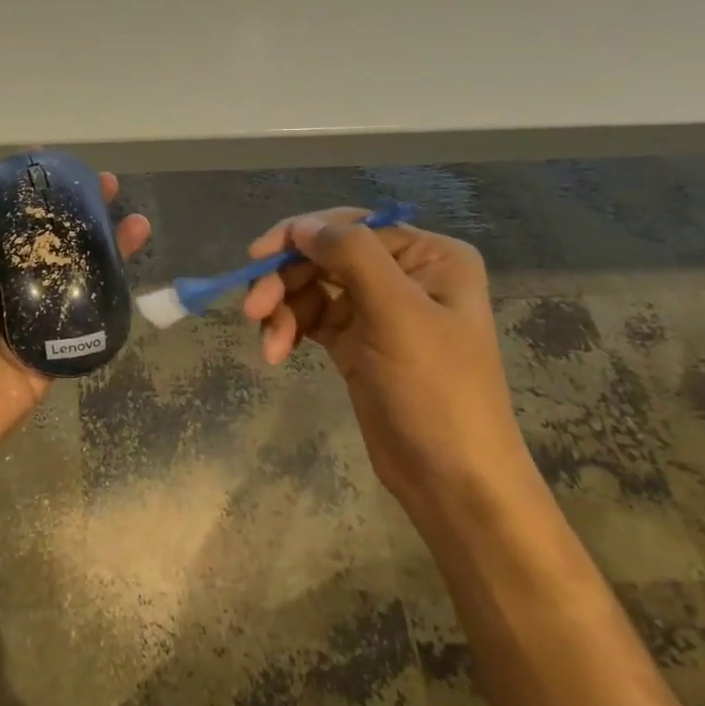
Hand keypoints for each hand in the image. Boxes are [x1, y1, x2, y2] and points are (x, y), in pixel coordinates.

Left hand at [0, 175, 149, 504]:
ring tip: (136, 225)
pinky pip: (79, 331)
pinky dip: (105, 307)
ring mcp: (27, 327)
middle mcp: (2, 293)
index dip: (27, 194)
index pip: (5, 223)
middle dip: (76, 217)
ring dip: (102, 254)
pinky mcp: (45, 361)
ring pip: (71, 283)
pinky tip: (130, 279)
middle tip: (107, 188)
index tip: (53, 162)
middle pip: (46, 248)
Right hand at [241, 210, 532, 512]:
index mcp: (429, 256)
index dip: (300, 235)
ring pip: (311, 287)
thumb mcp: (398, 315)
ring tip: (269, 346)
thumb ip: (352, 256)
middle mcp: (404, 274)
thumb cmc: (436, 392)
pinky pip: (310, 317)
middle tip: (252, 310)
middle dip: (286, 280)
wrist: (451, 481)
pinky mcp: (355, 341)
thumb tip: (302, 224)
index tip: (257, 256)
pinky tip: (277, 352)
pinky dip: (290, 328)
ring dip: (283, 310)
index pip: (352, 227)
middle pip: (325, 256)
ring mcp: (378, 309)